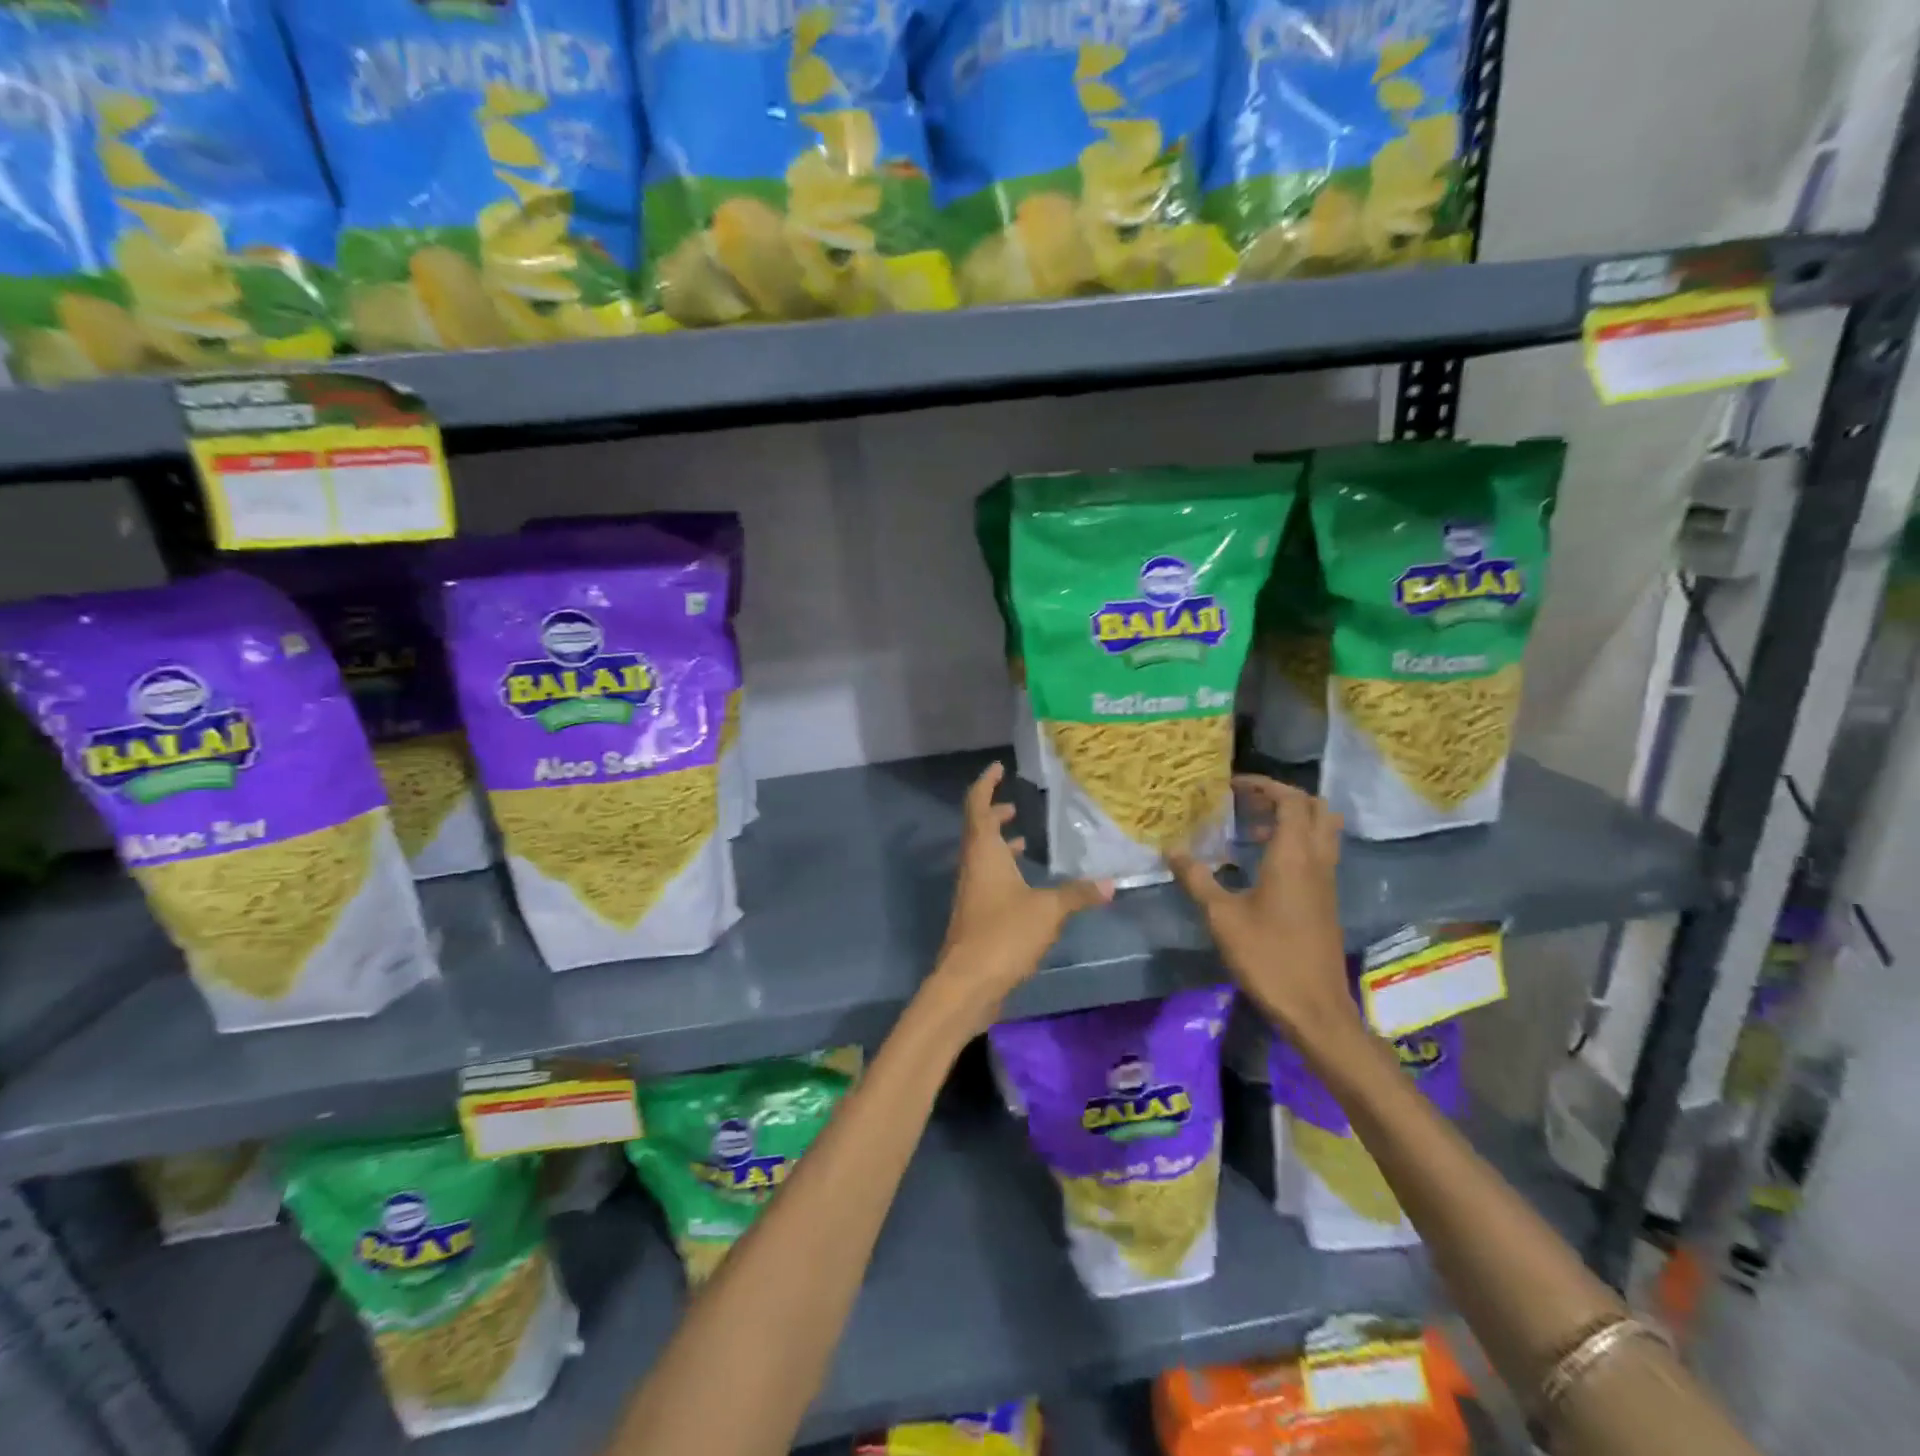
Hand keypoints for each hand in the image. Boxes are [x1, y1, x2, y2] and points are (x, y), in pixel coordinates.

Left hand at [931, 762, 1111, 1032]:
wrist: (967, 983)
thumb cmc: (1003, 934)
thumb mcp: (1048, 910)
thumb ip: (1077, 893)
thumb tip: (1111, 883)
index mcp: (983, 852)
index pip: (977, 805)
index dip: (985, 784)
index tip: (998, 768)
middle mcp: (972, 865)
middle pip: (977, 829)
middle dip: (994, 813)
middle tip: (1015, 805)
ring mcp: (971, 891)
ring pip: (982, 856)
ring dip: (999, 843)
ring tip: (1024, 839)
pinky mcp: (976, 914)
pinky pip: (988, 879)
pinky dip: (1004, 870)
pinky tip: (1026, 883)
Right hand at [1169, 776, 1358, 1045]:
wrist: (1314, 1007)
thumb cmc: (1267, 956)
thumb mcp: (1222, 917)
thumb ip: (1197, 879)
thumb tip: (1172, 850)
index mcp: (1293, 856)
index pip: (1290, 800)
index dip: (1263, 785)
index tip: (1232, 786)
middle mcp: (1316, 860)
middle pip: (1316, 808)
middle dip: (1283, 797)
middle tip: (1247, 803)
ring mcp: (1326, 881)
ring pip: (1322, 831)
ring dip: (1293, 820)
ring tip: (1252, 830)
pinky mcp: (1326, 899)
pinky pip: (1318, 853)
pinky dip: (1296, 843)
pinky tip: (1263, 864)